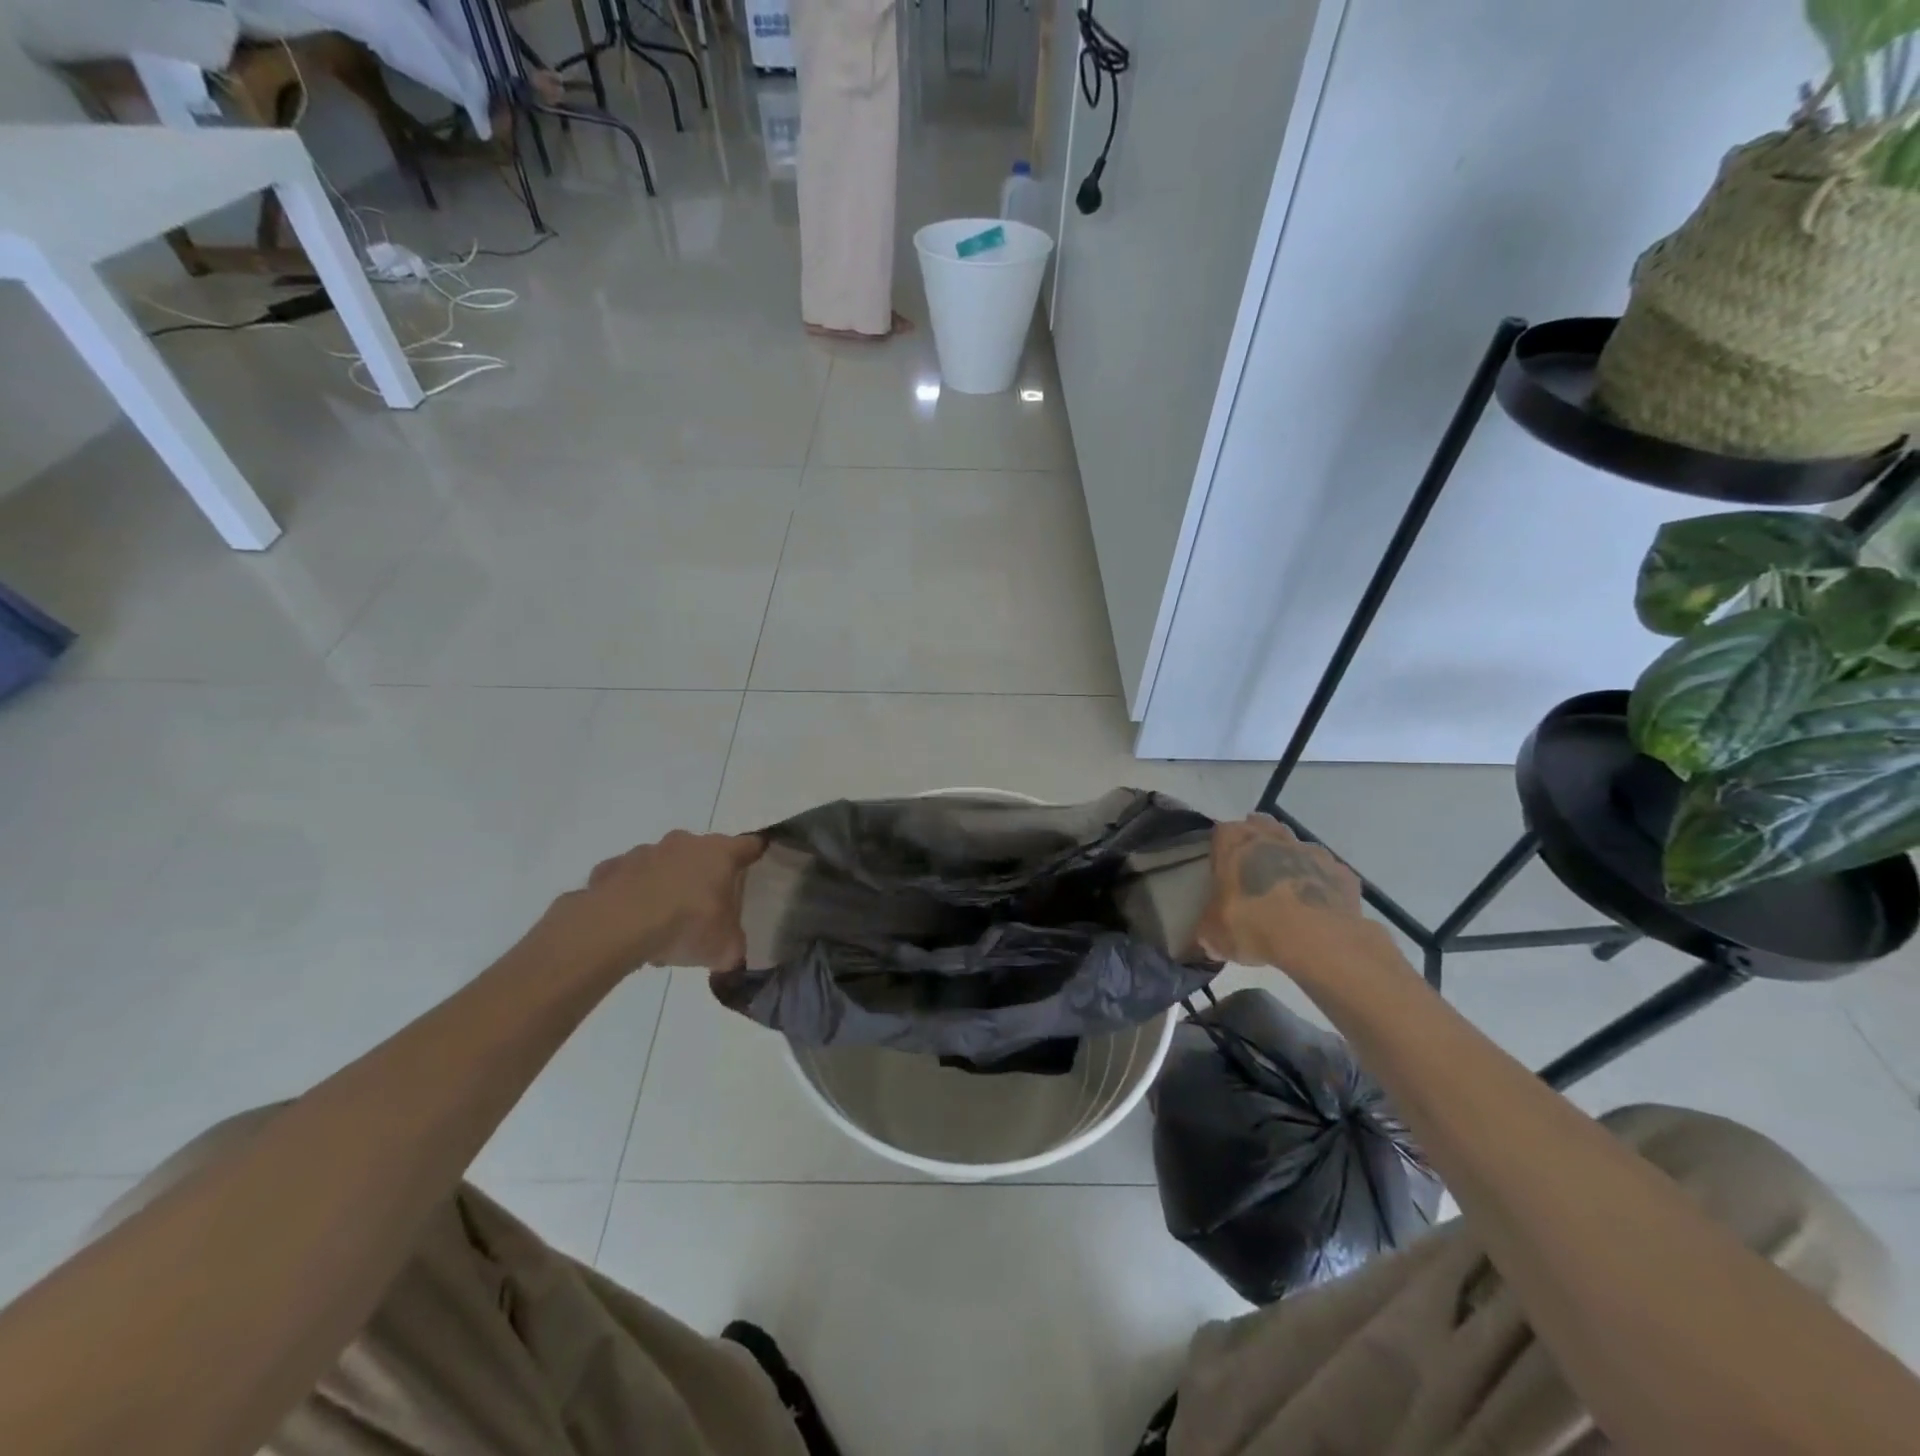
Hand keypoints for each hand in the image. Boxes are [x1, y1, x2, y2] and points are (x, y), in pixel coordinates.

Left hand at [540, 831, 763, 974]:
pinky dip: (632, 894)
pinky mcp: (611, 867)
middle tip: (705, 908)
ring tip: (663, 923)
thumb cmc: (686, 925)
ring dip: (667, 884)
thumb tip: (733, 953)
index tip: (757, 865)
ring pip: (664, 865)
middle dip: (706, 875)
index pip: (749, 845)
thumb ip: (734, 946)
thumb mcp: (725, 948)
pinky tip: (630, 923)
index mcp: (720, 853)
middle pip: (704, 853)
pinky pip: (628, 879)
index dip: (756, 854)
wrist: (618, 926)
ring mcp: (645, 851)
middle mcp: (685, 843)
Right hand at [1197, 815, 1387, 980]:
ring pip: (1297, 847)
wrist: (1315, 937)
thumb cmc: (1252, 923)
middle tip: (1253, 874)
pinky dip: (1321, 885)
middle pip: (1261, 828)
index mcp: (1234, 842)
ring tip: (1286, 893)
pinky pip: (1327, 873)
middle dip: (1257, 845)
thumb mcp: (1214, 934)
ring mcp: (1310, 851)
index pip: (1222, 834)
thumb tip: (1211, 939)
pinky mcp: (1341, 873)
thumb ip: (1210, 929)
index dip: (1222, 850)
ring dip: (1290, 862)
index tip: (1222, 870)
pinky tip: (1317, 908)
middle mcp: (1272, 837)